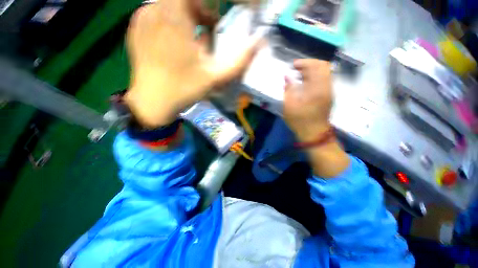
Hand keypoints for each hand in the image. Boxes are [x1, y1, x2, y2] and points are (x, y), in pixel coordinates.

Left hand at [125, 0, 260, 126]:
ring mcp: (142, 16)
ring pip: (172, 3)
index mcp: (174, 16)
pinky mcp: (137, 25)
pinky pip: (159, 12)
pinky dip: (174, 21)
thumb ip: (239, 61)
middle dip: (202, 9)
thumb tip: (260, 43)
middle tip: (211, 29)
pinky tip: (178, 43)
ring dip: (189, 16)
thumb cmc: (185, 89)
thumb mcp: (216, 77)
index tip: (218, 18)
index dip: (211, 3)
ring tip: (196, 40)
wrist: (153, 102)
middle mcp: (154, 8)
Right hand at [283, 59, 332, 141]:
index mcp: (317, 88)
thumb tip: (287, 77)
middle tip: (297, 69)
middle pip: (323, 66)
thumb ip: (288, 89)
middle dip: (309, 64)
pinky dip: (315, 77)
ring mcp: (329, 91)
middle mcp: (326, 86)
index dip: (304, 62)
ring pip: (325, 72)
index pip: (316, 66)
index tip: (293, 65)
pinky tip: (306, 83)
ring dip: (313, 70)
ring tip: (300, 75)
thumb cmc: (300, 120)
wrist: (314, 133)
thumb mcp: (289, 106)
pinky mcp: (329, 95)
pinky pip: (324, 79)